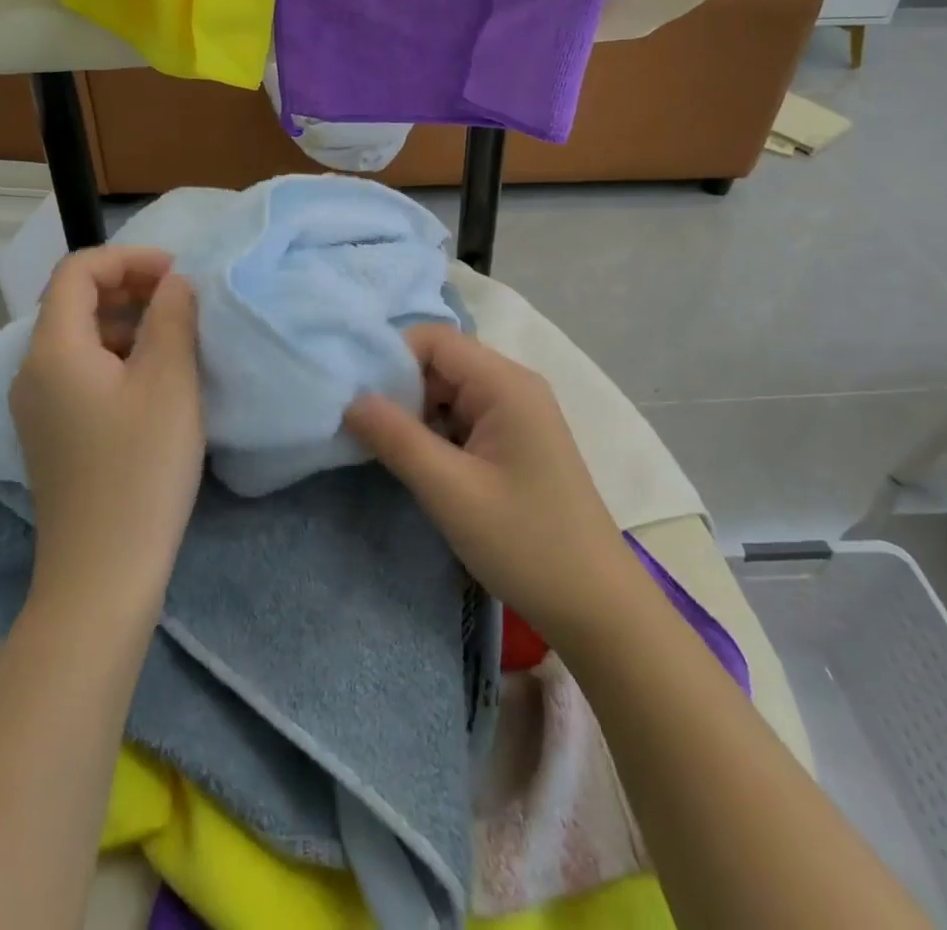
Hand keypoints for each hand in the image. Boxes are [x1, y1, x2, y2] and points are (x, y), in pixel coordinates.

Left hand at [9, 246, 201, 597]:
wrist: (102, 573)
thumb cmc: (140, 469)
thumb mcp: (169, 382)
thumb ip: (173, 317)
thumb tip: (173, 284)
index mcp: (53, 350)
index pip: (77, 272)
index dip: (127, 259)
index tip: (176, 273)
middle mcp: (32, 372)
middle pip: (73, 302)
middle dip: (128, 286)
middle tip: (181, 299)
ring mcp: (37, 407)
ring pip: (79, 338)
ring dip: (126, 322)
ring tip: (175, 337)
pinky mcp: (52, 434)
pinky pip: (80, 371)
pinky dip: (117, 356)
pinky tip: (155, 380)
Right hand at [344, 326, 639, 646]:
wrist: (596, 606)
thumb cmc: (526, 543)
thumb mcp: (451, 492)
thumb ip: (397, 438)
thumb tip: (350, 398)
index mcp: (505, 383)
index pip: (434, 340)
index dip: (391, 359)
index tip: (356, 399)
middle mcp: (513, 386)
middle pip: (440, 363)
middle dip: (400, 390)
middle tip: (363, 430)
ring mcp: (516, 414)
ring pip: (448, 392)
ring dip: (415, 415)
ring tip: (383, 449)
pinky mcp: (514, 441)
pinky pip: (463, 417)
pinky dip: (435, 433)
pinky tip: (418, 463)